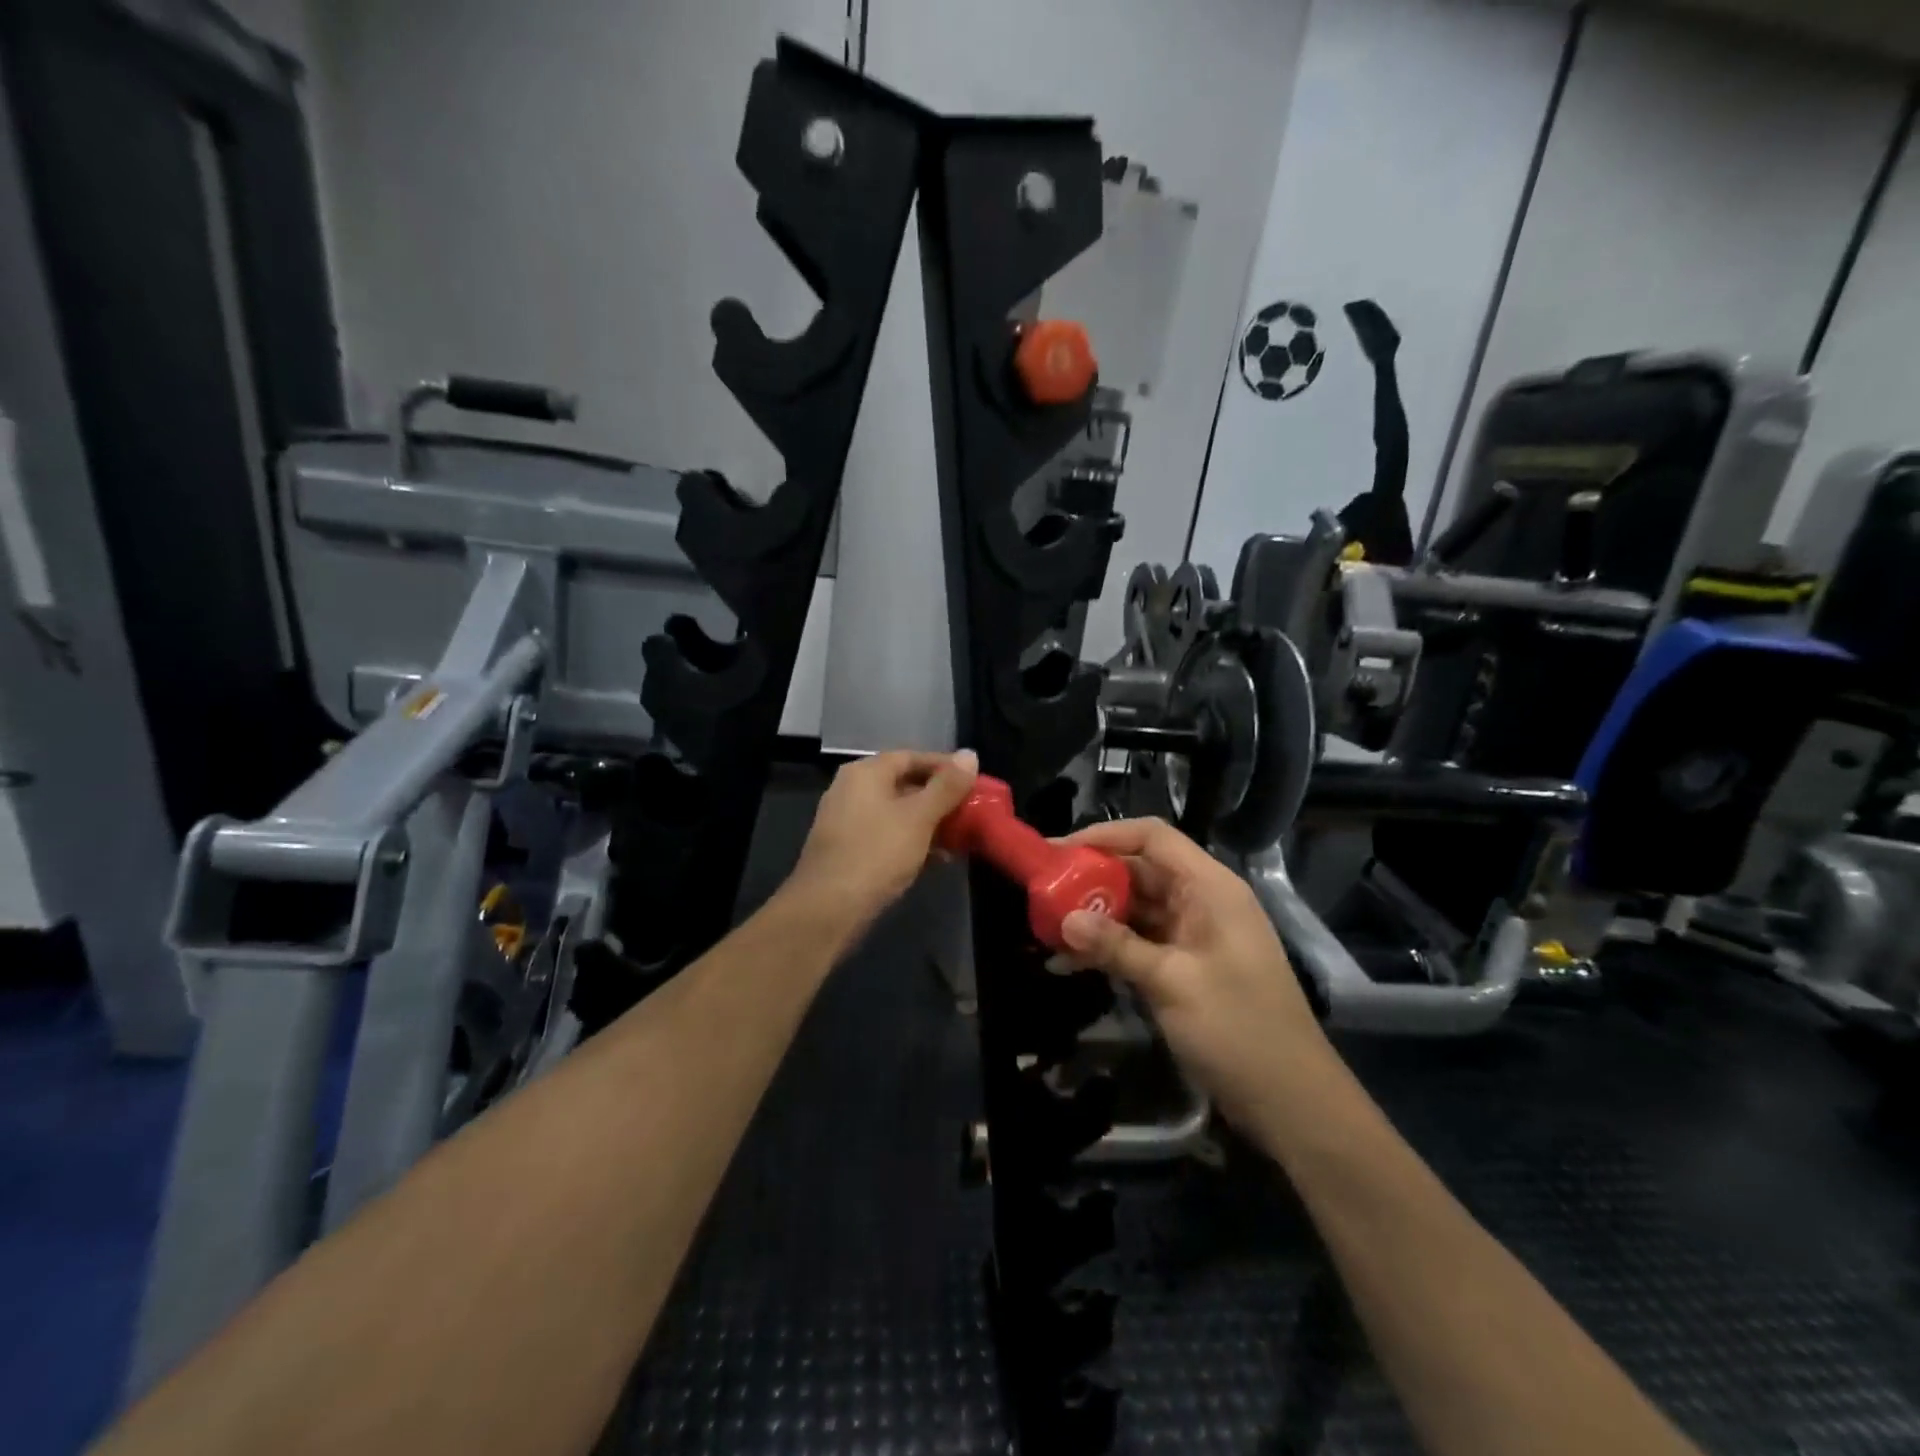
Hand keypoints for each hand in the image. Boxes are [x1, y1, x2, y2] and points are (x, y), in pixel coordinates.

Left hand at [786, 749, 978, 928]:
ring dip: (929, 823)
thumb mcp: (919, 818)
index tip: (975, 782)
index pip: (912, 757)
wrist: (827, 910)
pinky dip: (912, 842)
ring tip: (961, 837)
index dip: (945, 767)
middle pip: (904, 784)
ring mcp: (847, 822)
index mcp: (865, 773)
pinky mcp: (849, 851)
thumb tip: (970, 755)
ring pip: (897, 813)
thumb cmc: (876, 854)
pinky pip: (887, 836)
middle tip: (971, 811)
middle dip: (940, 798)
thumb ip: (946, 787)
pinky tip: (937, 860)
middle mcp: (852, 790)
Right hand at [1057, 818, 1332, 1131]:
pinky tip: (1069, 962)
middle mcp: (1201, 901)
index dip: (1104, 836)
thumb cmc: (1239, 1030)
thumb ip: (1117, 947)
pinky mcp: (1185, 966)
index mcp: (1210, 888)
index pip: (1152, 837)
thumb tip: (1064, 920)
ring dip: (1095, 916)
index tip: (1058, 852)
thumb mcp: (1173, 983)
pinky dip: (1109, 947)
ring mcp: (1193, 935)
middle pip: (1139, 871)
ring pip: (1135, 908)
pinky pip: (1139, 942)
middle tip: (1043, 892)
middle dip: (1091, 879)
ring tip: (1046, 927)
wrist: (1291, 1102)